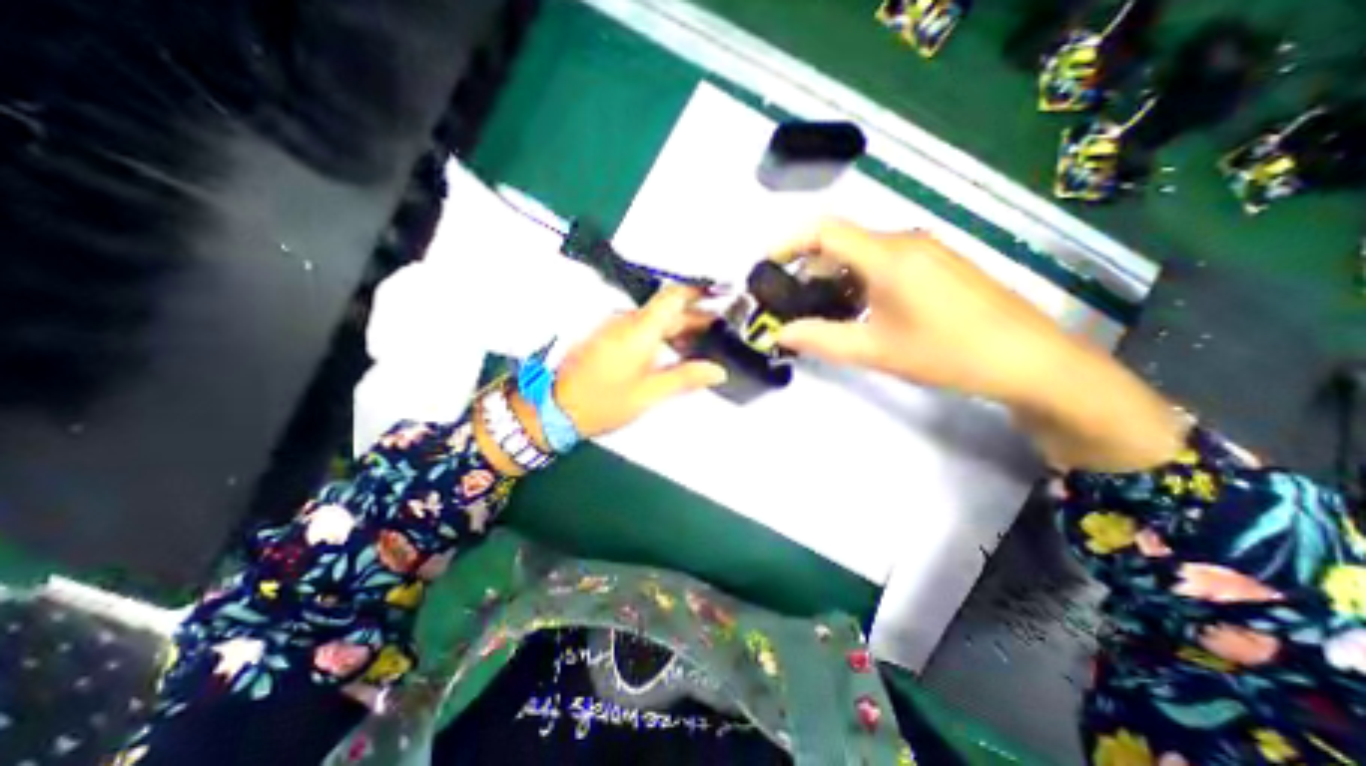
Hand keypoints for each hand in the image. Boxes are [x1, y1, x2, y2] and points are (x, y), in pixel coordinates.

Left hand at [551, 286, 730, 435]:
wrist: (555, 408)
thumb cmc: (601, 402)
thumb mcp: (649, 394)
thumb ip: (685, 378)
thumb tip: (716, 371)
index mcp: (639, 329)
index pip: (674, 296)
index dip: (700, 292)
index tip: (721, 294)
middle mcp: (626, 321)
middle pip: (667, 310)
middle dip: (695, 318)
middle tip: (720, 330)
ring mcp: (614, 328)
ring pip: (655, 320)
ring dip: (678, 328)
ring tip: (701, 344)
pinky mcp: (607, 337)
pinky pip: (641, 328)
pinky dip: (661, 336)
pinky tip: (672, 351)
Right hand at [767, 220, 1065, 405]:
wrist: (1029, 360)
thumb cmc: (946, 352)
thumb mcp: (875, 350)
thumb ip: (821, 339)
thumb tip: (780, 333)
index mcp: (888, 256)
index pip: (825, 230)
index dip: (789, 243)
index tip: (767, 266)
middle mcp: (905, 242)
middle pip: (842, 241)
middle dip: (809, 267)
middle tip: (793, 301)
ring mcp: (926, 251)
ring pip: (864, 252)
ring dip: (835, 275)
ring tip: (823, 310)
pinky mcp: (938, 264)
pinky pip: (886, 261)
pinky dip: (860, 279)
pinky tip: (861, 309)